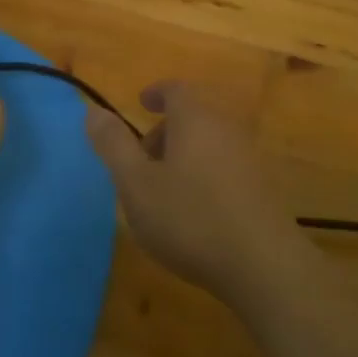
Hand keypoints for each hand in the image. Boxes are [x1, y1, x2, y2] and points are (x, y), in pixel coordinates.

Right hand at [86, 82, 296, 304]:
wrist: (264, 266)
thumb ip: (113, 145)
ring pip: (208, 143)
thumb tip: (93, 110)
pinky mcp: (262, 190)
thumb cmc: (190, 218)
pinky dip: (202, 175)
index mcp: (195, 119)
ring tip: (162, 192)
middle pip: (193, 117)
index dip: (157, 93)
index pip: (176, 89)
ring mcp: (248, 159)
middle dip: (164, 131)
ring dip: (183, 156)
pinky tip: (194, 213)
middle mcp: (226, 129)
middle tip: (141, 160)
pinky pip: (224, 167)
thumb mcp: (137, 184)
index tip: (142, 103)